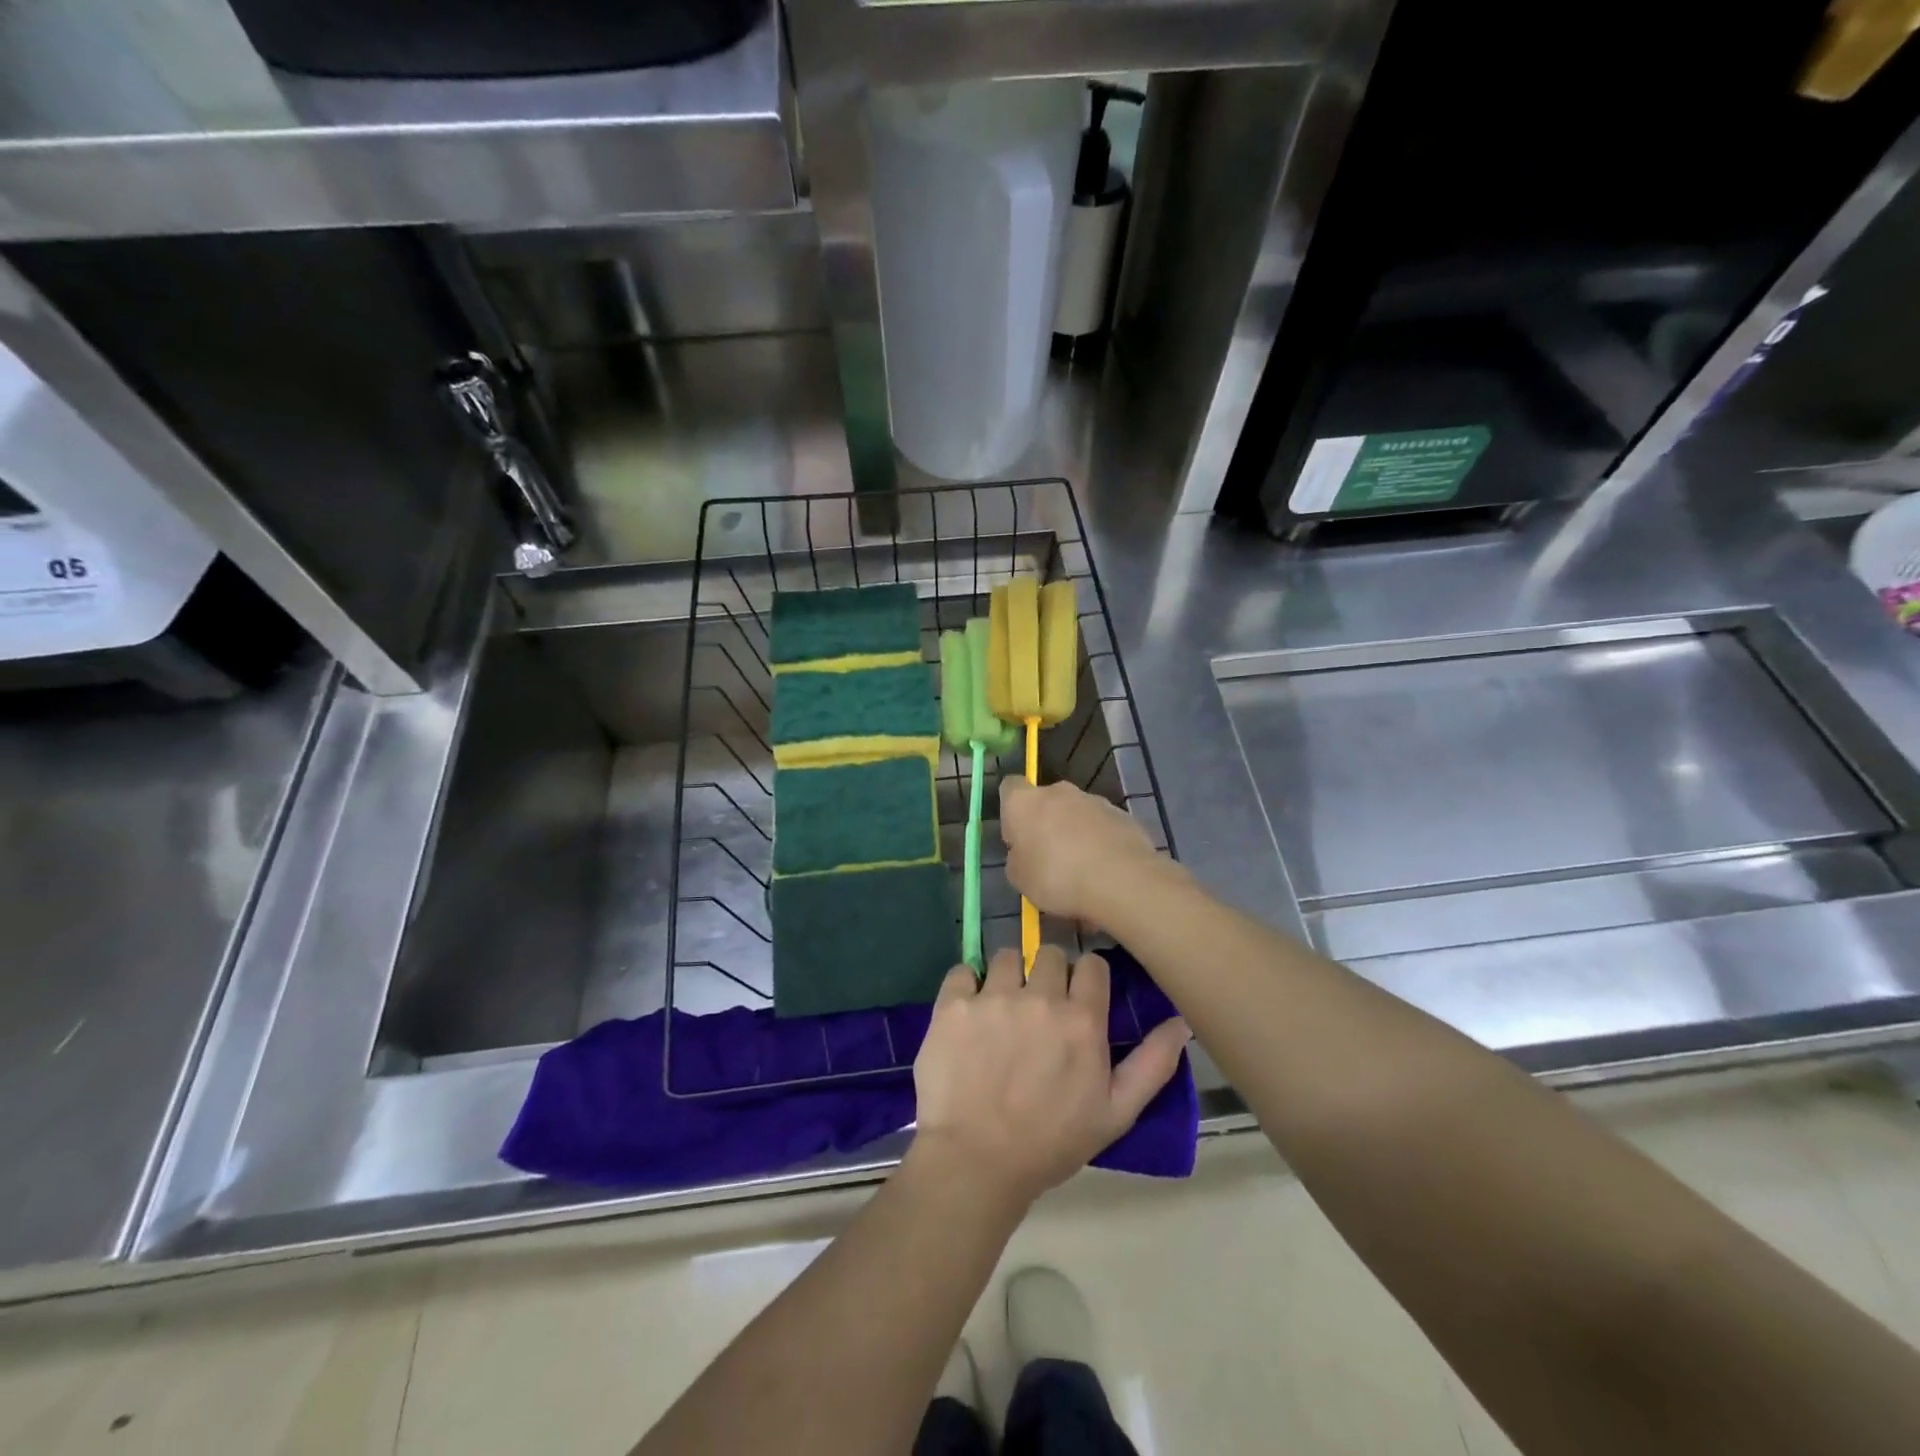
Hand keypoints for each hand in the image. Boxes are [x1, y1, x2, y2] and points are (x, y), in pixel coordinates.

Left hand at [910, 945, 1190, 1210]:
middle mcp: (1039, 996)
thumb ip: (1152, 1064)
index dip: (1086, 978)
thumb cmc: (1051, 1142)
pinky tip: (968, 1013)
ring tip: (1001, 1010)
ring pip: (1006, 956)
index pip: (1091, 964)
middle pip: (1049, 953)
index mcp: (1081, 1019)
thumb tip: (1181, 1023)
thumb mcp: (1116, 1113)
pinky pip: (962, 970)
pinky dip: (966, 985)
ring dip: (1008, 976)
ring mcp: (993, 997)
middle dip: (1048, 974)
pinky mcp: (953, 1004)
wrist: (975, 1162)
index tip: (1077, 997)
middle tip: (1038, 1008)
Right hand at [998, 779, 1171, 927]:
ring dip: (1075, 834)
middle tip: (1048, 859)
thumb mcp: (1019, 879)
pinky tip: (1104, 872)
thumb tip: (1025, 852)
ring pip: (1077, 814)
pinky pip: (1102, 827)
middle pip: (1046, 801)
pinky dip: (1100, 843)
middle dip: (1046, 824)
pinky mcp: (1122, 815)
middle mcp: (1058, 791)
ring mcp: (1094, 800)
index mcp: (1025, 801)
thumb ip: (1018, 858)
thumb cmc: (1056, 877)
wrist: (1120, 880)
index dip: (1011, 811)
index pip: (1009, 787)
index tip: (1016, 838)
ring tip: (1081, 871)